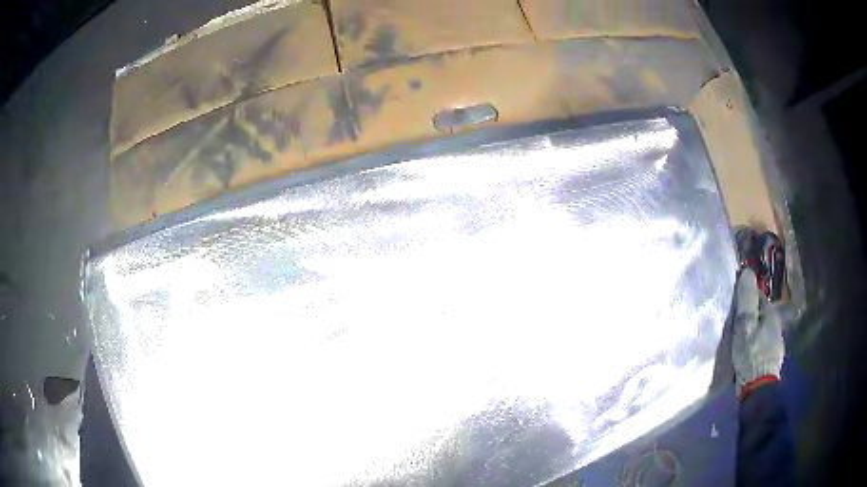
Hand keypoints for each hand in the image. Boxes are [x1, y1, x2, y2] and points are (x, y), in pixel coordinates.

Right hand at [732, 268, 784, 398]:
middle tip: (733, 323)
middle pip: (760, 313)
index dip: (745, 297)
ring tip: (739, 338)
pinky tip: (747, 352)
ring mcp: (776, 342)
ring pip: (762, 329)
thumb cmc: (751, 354)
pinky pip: (762, 343)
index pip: (757, 296)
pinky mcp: (772, 358)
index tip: (733, 304)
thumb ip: (746, 300)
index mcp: (770, 313)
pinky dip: (755, 343)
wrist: (758, 388)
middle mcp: (776, 324)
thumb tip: (747, 271)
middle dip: (749, 315)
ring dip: (752, 330)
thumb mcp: (745, 326)